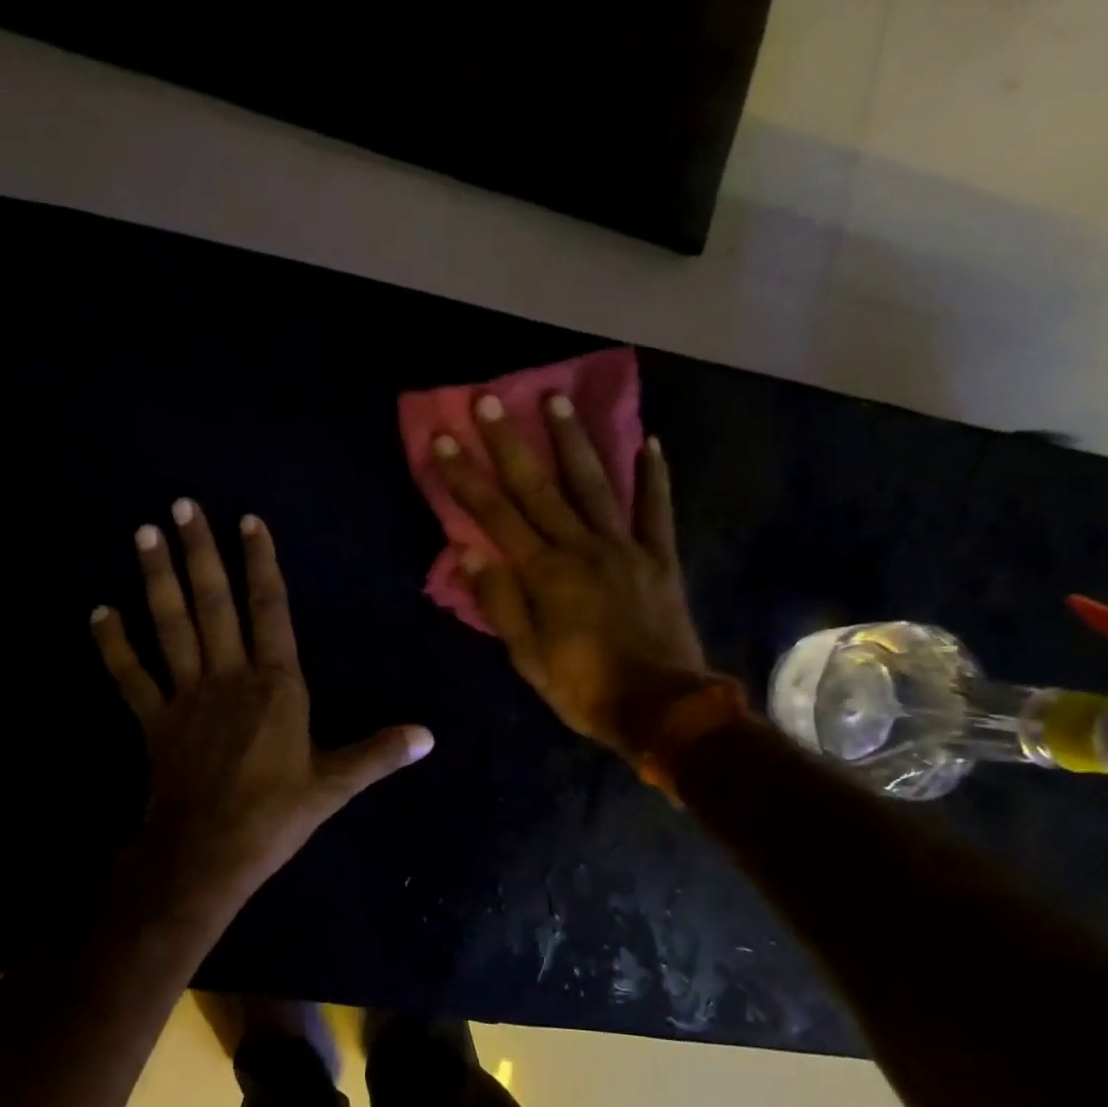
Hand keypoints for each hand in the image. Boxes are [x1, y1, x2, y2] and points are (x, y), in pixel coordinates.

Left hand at [91, 499, 432, 921]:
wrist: (205, 855)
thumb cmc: (274, 815)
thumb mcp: (335, 784)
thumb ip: (379, 753)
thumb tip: (429, 736)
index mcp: (276, 684)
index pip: (269, 610)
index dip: (260, 564)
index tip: (248, 521)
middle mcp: (229, 675)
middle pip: (212, 603)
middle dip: (199, 552)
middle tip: (182, 506)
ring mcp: (186, 695)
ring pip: (170, 625)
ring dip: (157, 578)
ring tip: (144, 533)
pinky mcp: (154, 720)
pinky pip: (130, 675)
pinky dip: (114, 644)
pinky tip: (99, 612)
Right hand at [431, 393, 708, 756]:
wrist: (663, 708)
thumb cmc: (586, 689)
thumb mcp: (529, 659)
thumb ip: (501, 604)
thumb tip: (469, 553)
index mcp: (546, 575)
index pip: (495, 516)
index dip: (466, 477)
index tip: (444, 440)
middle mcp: (582, 548)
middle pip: (538, 487)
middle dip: (509, 441)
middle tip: (489, 398)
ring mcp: (625, 547)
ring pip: (595, 483)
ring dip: (573, 440)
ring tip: (555, 399)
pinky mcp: (659, 557)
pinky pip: (656, 509)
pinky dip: (653, 475)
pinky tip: (649, 441)